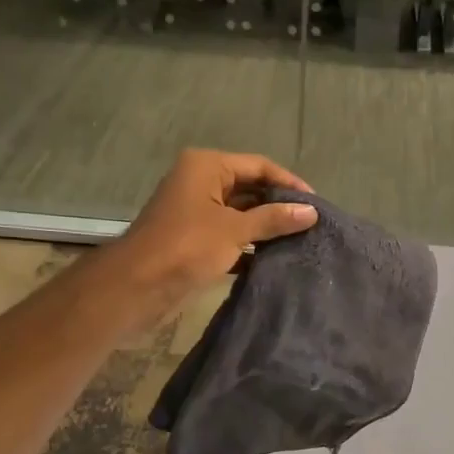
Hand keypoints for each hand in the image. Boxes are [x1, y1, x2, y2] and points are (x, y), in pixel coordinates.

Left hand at [108, 149, 318, 315]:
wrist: (137, 286)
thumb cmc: (186, 247)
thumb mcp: (235, 230)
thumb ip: (274, 219)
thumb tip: (311, 212)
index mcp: (207, 166)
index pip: (259, 166)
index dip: (289, 183)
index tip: (316, 204)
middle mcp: (200, 182)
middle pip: (250, 188)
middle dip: (278, 206)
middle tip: (311, 224)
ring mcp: (195, 211)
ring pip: (240, 214)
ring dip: (266, 228)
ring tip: (300, 241)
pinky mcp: (194, 239)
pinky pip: (230, 236)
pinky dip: (249, 246)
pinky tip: (274, 259)